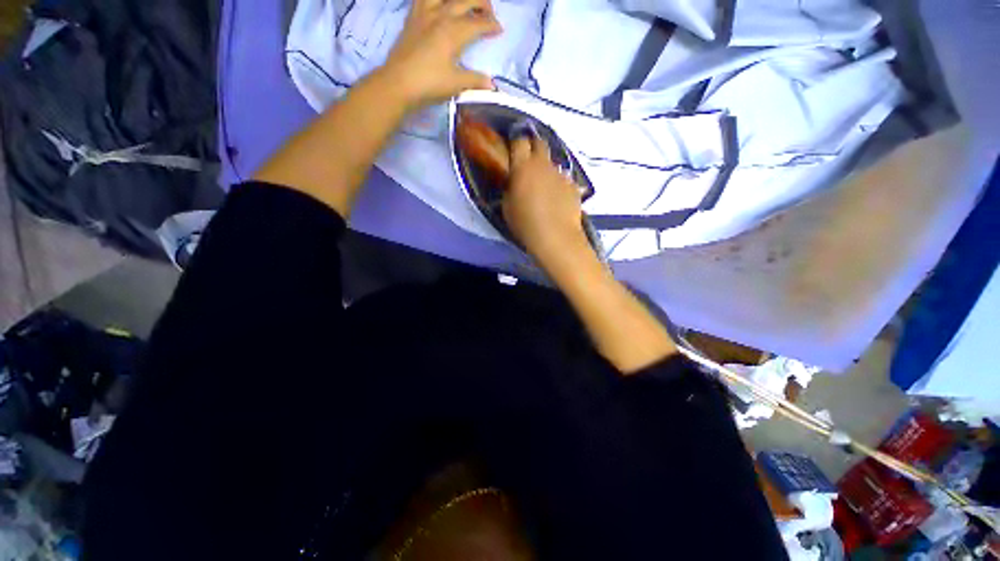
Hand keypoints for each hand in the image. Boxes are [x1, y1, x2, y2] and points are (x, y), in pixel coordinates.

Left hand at [381, 0, 502, 110]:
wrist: (398, 83)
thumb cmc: (429, 84)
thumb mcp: (455, 84)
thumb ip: (474, 80)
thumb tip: (491, 84)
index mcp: (453, 32)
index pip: (478, 23)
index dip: (491, 25)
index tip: (499, 30)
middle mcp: (440, 16)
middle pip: (466, 0)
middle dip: (482, 3)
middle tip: (489, 14)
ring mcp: (424, 14)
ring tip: (464, 5)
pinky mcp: (412, 18)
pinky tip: (439, 5)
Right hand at [502, 136, 587, 265]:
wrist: (555, 237)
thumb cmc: (525, 223)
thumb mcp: (507, 207)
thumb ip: (510, 188)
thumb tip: (514, 181)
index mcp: (523, 167)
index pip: (519, 141)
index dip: (516, 143)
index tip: (513, 152)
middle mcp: (542, 164)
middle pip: (539, 143)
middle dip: (533, 148)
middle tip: (528, 163)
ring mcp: (560, 174)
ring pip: (551, 163)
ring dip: (546, 169)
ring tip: (544, 188)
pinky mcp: (573, 185)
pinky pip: (563, 179)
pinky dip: (558, 184)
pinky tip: (557, 200)